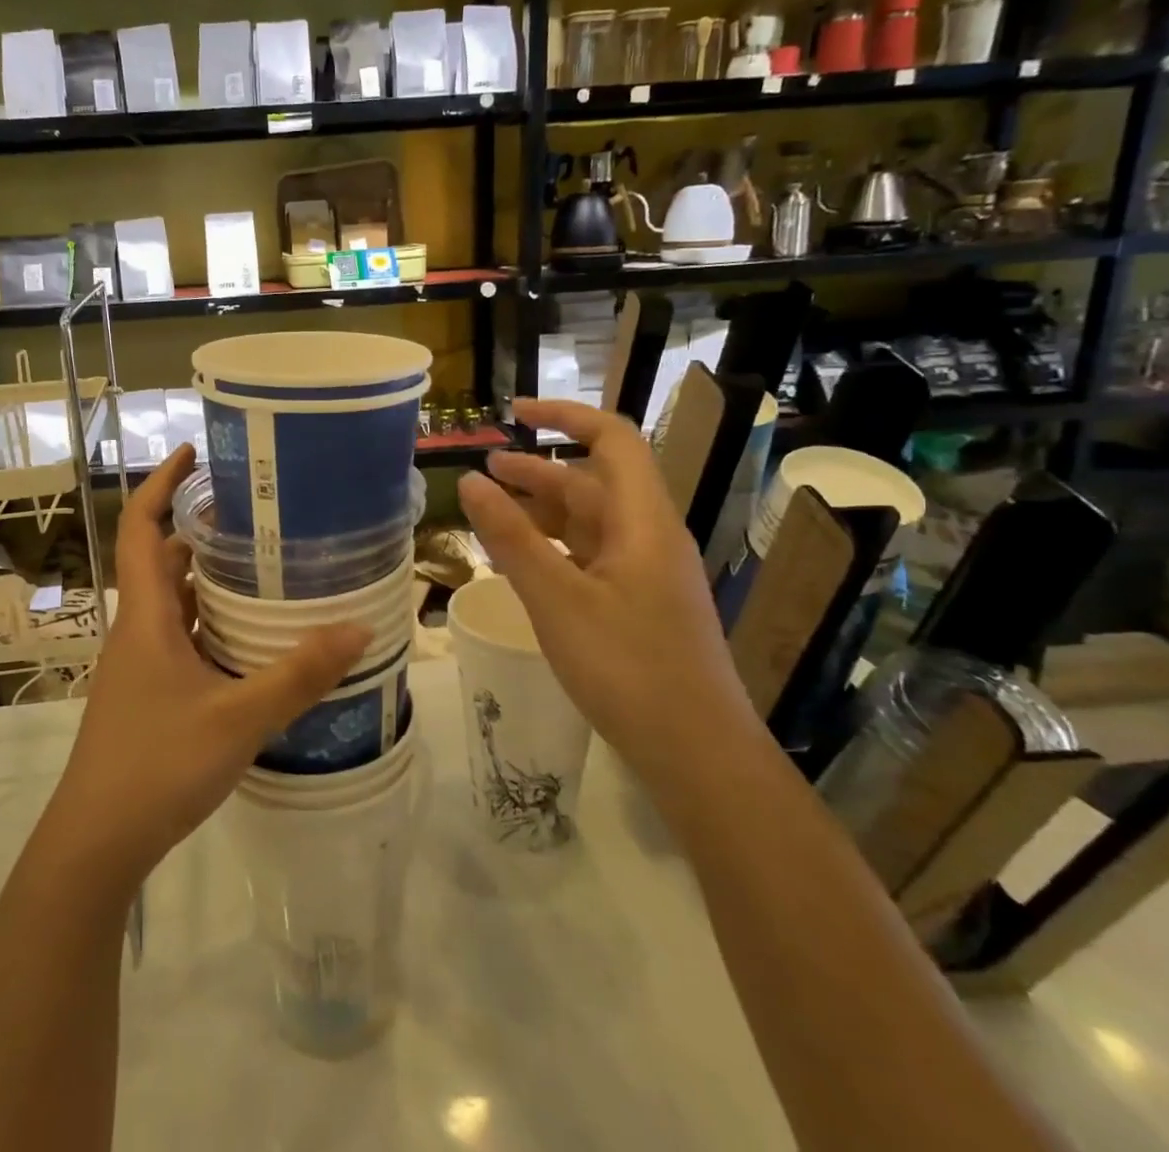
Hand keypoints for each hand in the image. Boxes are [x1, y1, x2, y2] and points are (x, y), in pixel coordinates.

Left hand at [40, 445, 371, 893]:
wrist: (95, 843)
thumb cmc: (156, 767)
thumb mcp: (237, 719)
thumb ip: (298, 675)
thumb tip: (358, 628)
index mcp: (146, 617)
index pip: (140, 527)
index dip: (161, 483)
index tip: (193, 451)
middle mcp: (139, 629)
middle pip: (163, 560)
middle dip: (201, 530)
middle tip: (257, 515)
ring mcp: (141, 664)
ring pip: (175, 602)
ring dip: (209, 580)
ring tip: (265, 566)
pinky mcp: (150, 693)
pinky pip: (182, 638)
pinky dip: (212, 624)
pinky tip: (253, 639)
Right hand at [456, 399, 759, 791]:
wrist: (698, 755)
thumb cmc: (628, 669)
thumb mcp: (557, 600)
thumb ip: (511, 539)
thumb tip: (470, 480)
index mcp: (642, 521)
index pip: (612, 440)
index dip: (565, 415)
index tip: (514, 413)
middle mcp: (648, 537)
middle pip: (593, 482)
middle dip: (538, 469)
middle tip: (484, 470)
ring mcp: (644, 573)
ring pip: (589, 522)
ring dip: (541, 509)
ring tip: (491, 511)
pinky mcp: (637, 604)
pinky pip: (589, 556)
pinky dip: (552, 547)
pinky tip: (520, 561)